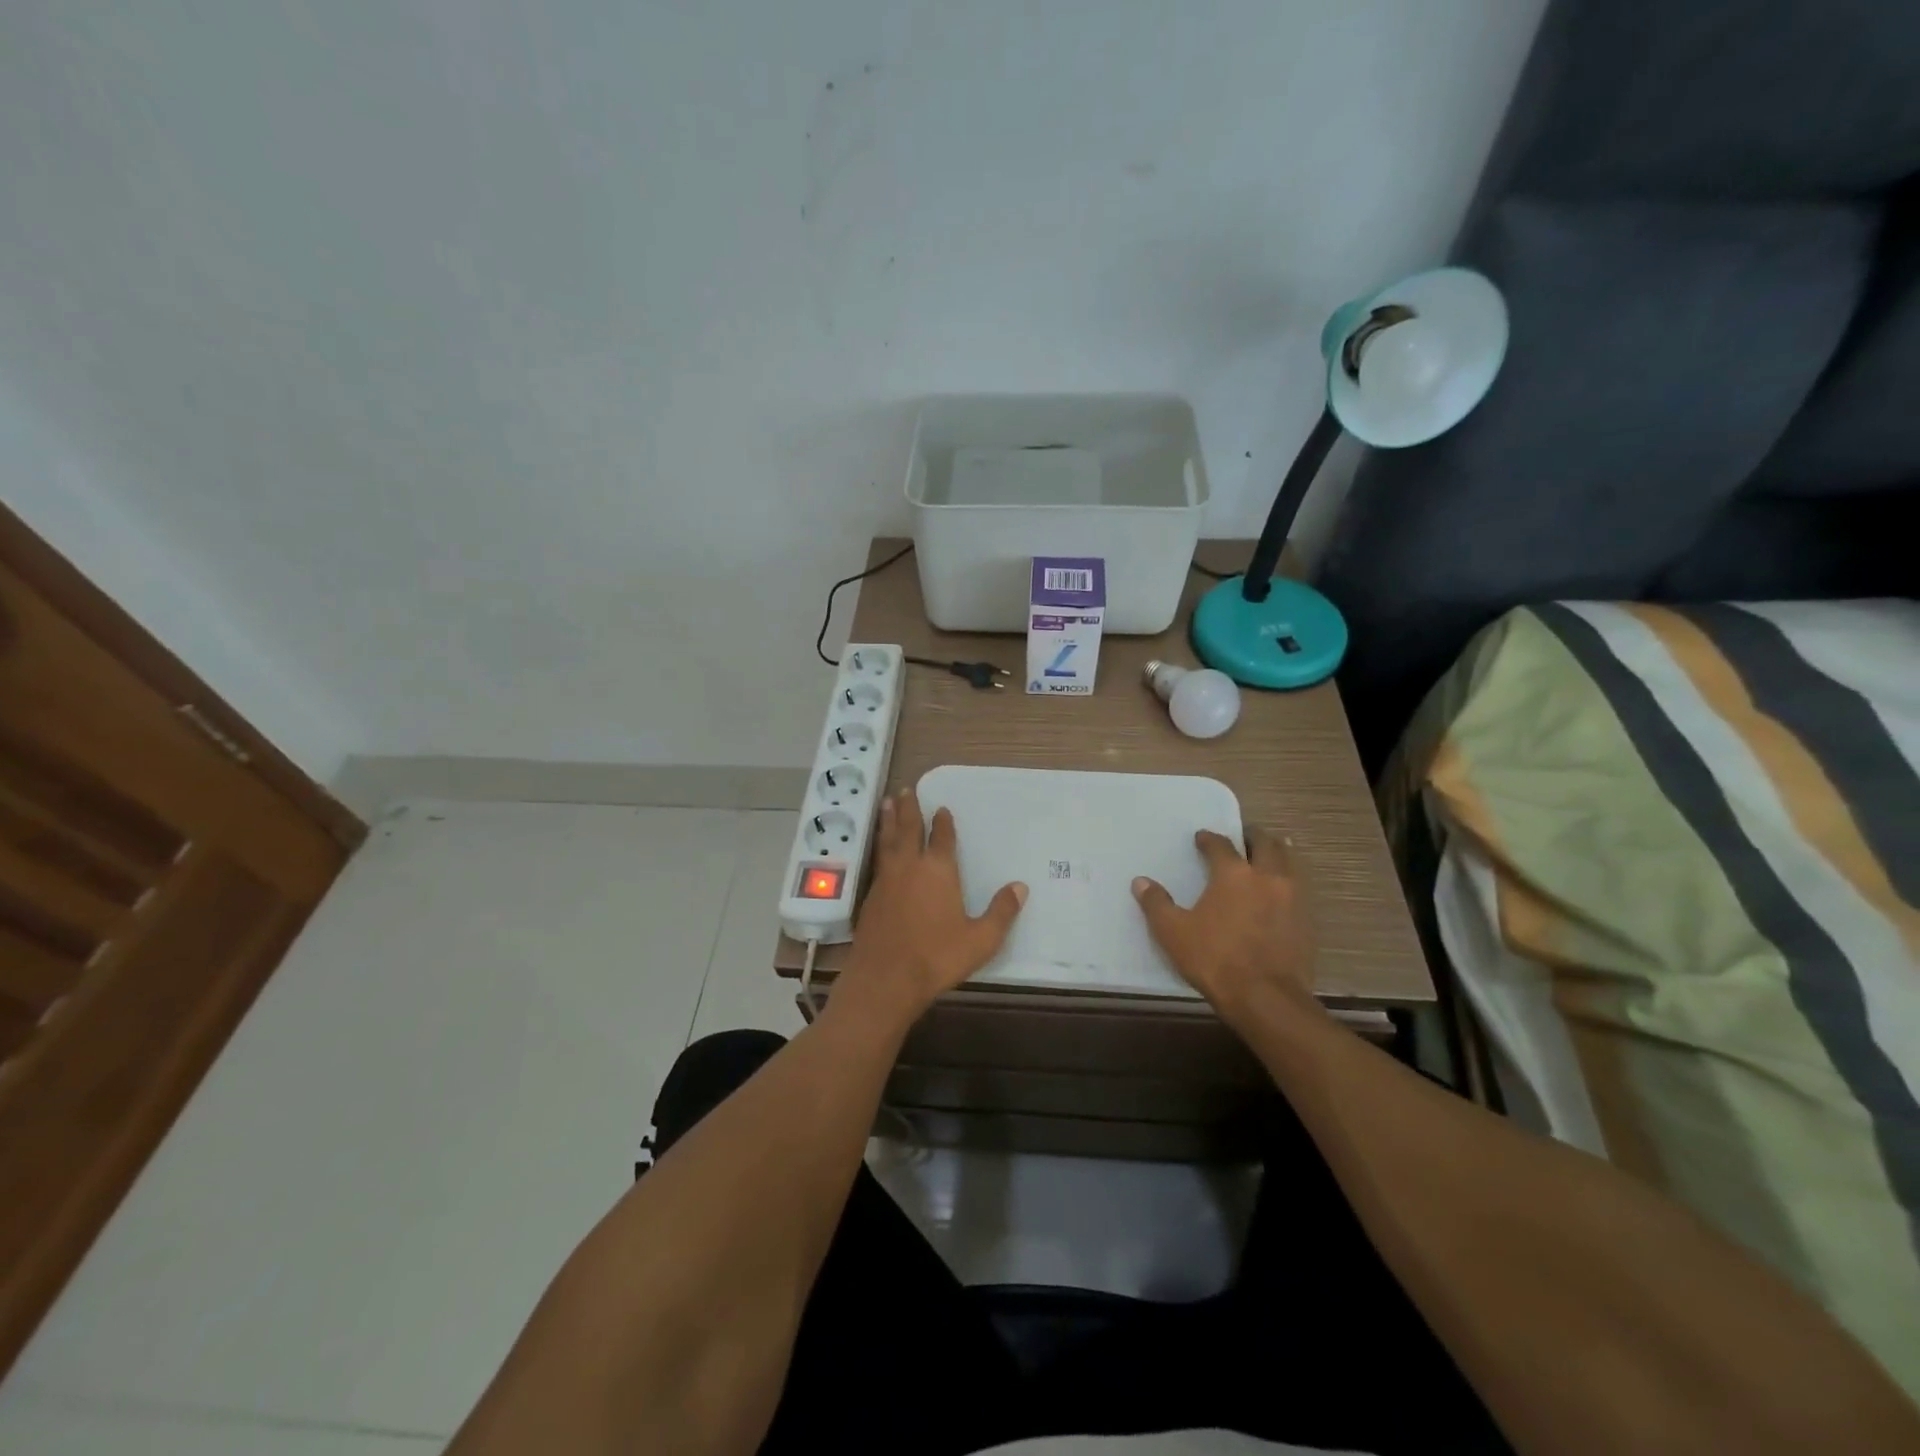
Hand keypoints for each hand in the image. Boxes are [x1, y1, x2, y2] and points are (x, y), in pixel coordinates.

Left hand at [837, 788, 1026, 1024]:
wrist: (885, 979)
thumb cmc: (937, 957)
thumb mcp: (980, 939)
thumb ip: (1001, 912)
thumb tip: (1021, 887)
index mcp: (938, 871)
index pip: (941, 838)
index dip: (942, 822)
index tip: (941, 808)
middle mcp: (910, 867)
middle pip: (908, 829)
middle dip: (909, 809)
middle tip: (906, 790)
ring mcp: (886, 880)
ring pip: (888, 841)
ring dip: (888, 820)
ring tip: (886, 803)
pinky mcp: (870, 896)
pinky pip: (877, 860)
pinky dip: (879, 845)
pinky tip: (880, 848)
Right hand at [1131, 826, 1316, 1027]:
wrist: (1267, 998)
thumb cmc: (1215, 960)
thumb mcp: (1174, 933)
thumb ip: (1156, 904)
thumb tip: (1140, 882)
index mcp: (1233, 874)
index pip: (1221, 845)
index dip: (1209, 839)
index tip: (1202, 838)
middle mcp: (1267, 876)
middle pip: (1265, 844)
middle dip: (1252, 836)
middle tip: (1242, 837)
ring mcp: (1293, 897)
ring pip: (1290, 862)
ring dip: (1278, 852)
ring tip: (1269, 853)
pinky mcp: (1307, 920)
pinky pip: (1300, 887)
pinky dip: (1290, 880)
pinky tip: (1282, 890)